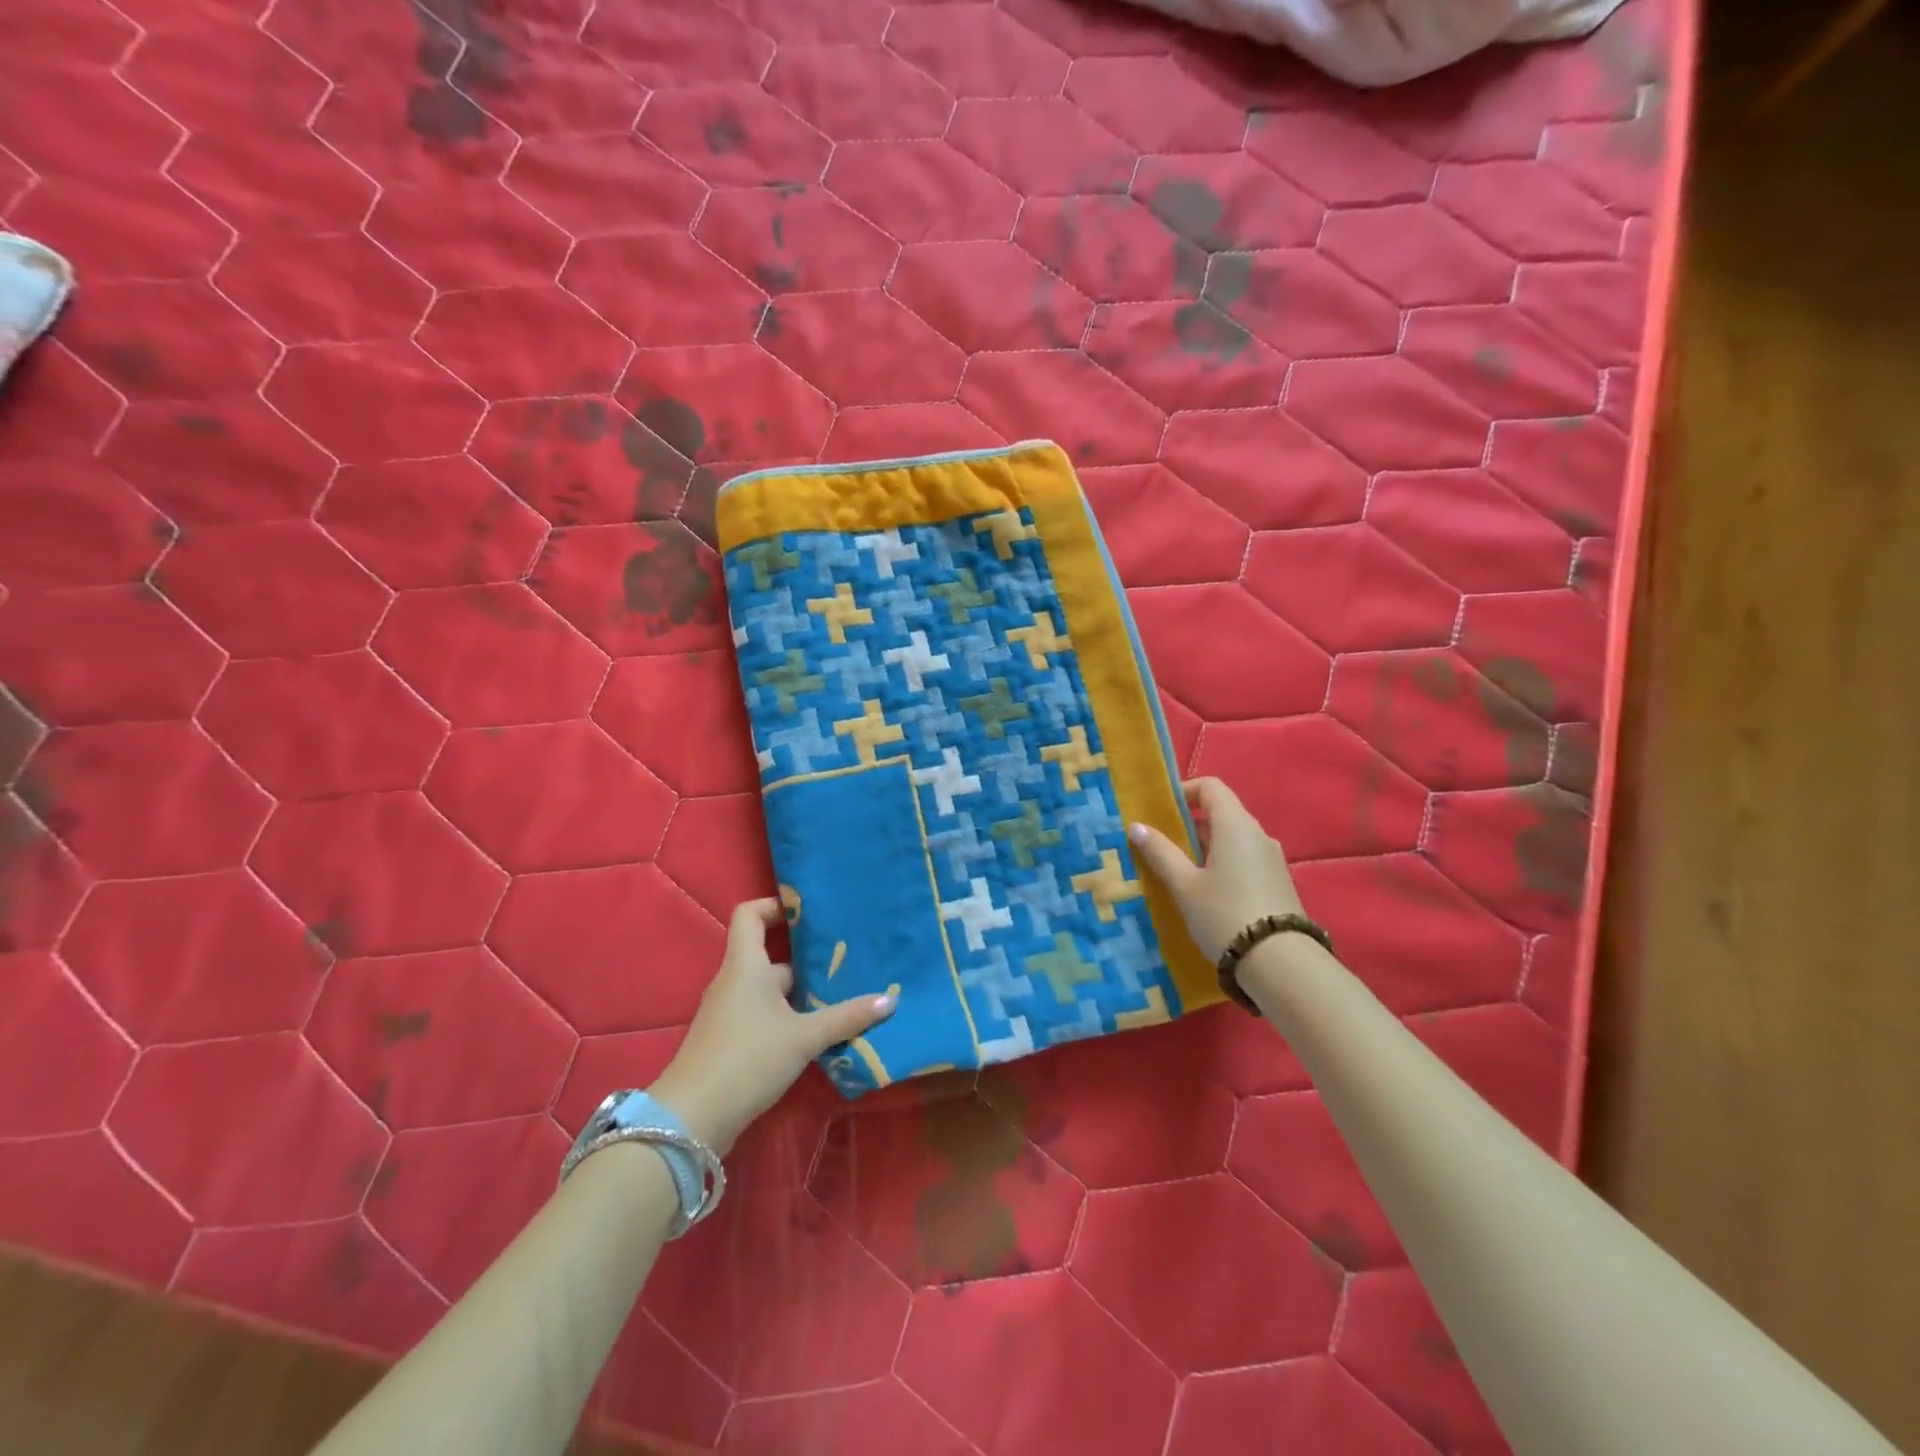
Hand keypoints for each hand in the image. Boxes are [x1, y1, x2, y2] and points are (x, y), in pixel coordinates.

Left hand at [648, 899, 894, 1154]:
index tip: (807, 913)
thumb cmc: (748, 1058)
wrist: (692, 1119)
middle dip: (806, 962)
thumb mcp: (804, 1037)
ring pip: (769, 991)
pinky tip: (815, 1035)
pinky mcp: (729, 1041)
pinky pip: (762, 1016)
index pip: (750, 914)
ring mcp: (728, 1013)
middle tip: (844, 964)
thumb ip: (847, 1017)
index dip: (775, 906)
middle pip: (770, 957)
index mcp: (746, 965)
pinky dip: (788, 1019)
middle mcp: (734, 982)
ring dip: (800, 995)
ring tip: (840, 999)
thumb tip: (890, 1000)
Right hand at [1128, 777, 1304, 962]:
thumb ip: (1160, 852)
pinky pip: (1245, 859)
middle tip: (1161, 845)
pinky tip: (1206, 892)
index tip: (1160, 811)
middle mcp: (1258, 835)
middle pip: (1222, 812)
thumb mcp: (1184, 885)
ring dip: (1205, 846)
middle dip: (1190, 824)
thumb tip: (1137, 826)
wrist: (1280, 965)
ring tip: (1179, 871)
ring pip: (1233, 838)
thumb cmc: (1224, 915)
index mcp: (1236, 825)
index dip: (1184, 791)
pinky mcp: (1277, 882)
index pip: (1211, 787)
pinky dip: (1222, 863)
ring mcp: (1272, 859)